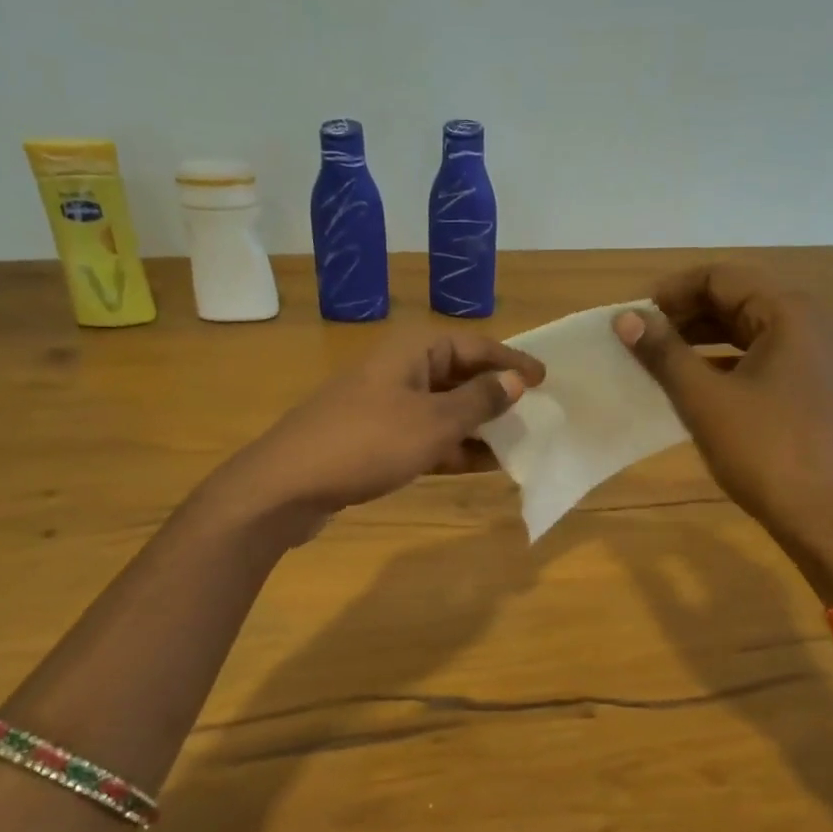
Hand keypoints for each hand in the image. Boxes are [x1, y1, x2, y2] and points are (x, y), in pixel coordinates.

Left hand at [224, 331, 544, 537]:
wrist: (286, 486)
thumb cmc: (368, 443)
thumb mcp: (434, 422)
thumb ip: (480, 401)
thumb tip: (517, 380)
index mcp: (413, 351)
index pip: (475, 345)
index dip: (512, 360)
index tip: (546, 379)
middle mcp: (400, 370)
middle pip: (460, 375)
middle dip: (497, 396)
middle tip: (536, 414)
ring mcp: (385, 405)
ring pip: (444, 409)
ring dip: (478, 426)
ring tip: (517, 444)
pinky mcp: (375, 438)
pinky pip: (425, 435)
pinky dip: (452, 447)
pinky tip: (480, 465)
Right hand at [614, 264, 832, 594]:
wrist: (825, 517)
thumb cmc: (764, 451)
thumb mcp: (704, 399)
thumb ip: (663, 352)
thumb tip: (626, 317)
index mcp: (788, 312)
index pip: (719, 277)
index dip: (671, 291)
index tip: (633, 317)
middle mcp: (806, 322)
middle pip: (734, 298)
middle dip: (683, 314)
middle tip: (640, 337)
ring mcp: (811, 354)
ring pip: (744, 328)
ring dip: (699, 337)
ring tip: (656, 357)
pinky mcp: (807, 383)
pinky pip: (757, 355)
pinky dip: (721, 360)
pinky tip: (689, 381)